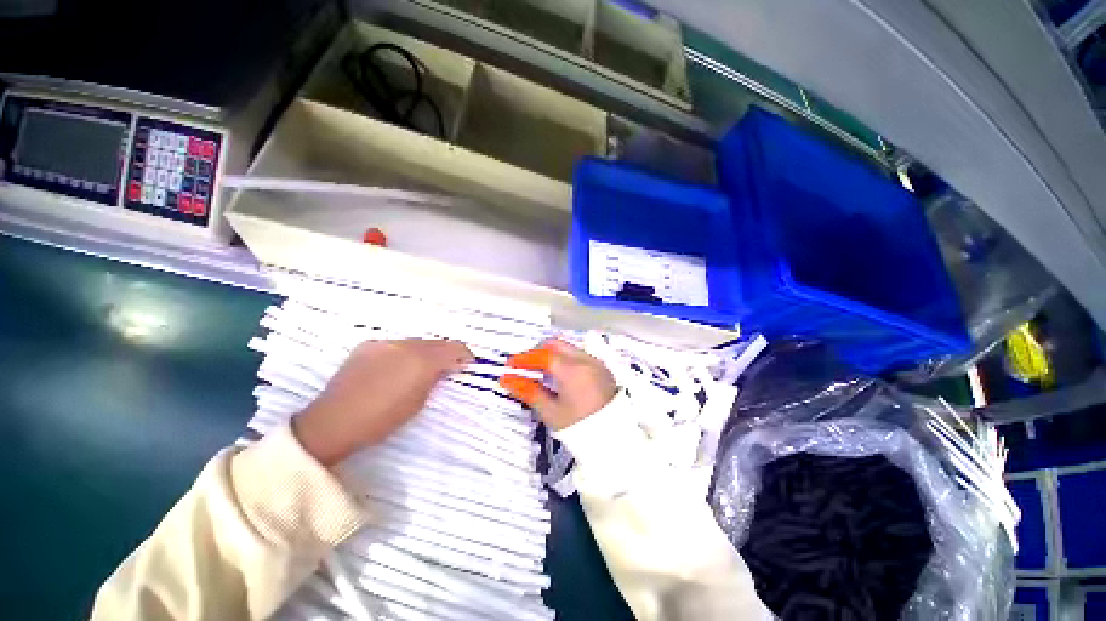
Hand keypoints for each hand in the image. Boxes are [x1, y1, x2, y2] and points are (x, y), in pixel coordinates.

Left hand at [293, 339, 472, 465]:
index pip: (453, 348)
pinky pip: (395, 345)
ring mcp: (384, 343)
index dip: (464, 354)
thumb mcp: (418, 403)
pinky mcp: (367, 346)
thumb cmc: (381, 420)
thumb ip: (434, 379)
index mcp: (421, 360)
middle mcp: (405, 345)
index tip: (468, 363)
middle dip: (445, 352)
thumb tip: (443, 368)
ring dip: (424, 352)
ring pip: (415, 342)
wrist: (333, 422)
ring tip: (421, 367)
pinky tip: (397, 367)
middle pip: (435, 342)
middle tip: (448, 366)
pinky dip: (403, 353)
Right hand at [500, 340, 616, 430]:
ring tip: (540, 371)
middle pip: (556, 345)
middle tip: (524, 365)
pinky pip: (580, 355)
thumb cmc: (580, 428)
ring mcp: (596, 363)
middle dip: (537, 352)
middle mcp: (586, 360)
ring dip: (552, 354)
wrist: (613, 441)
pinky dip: (566, 359)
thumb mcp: (550, 411)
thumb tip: (507, 380)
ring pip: (568, 348)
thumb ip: (528, 391)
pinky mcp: (602, 369)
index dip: (524, 358)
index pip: (543, 355)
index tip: (511, 364)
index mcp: (572, 369)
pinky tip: (559, 376)